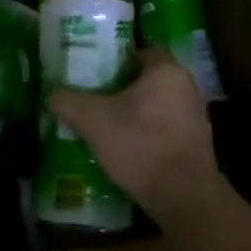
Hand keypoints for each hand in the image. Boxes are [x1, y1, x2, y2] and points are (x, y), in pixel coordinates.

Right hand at [47, 50, 221, 224]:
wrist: (183, 198)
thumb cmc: (140, 145)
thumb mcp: (91, 120)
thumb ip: (67, 101)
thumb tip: (51, 94)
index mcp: (166, 71)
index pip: (140, 52)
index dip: (115, 61)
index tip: (95, 75)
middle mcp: (188, 88)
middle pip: (148, 80)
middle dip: (123, 89)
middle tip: (95, 99)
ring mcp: (198, 117)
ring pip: (158, 106)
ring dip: (136, 113)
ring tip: (108, 126)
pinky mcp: (199, 145)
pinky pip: (167, 129)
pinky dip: (149, 134)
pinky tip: (129, 150)